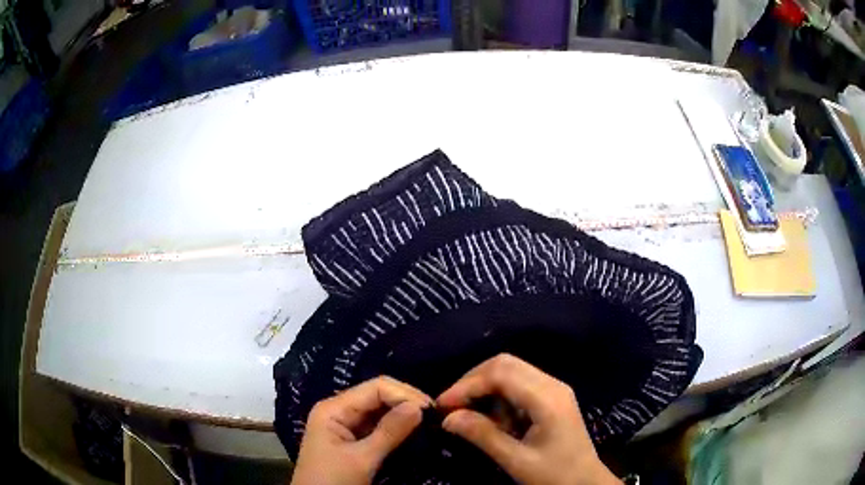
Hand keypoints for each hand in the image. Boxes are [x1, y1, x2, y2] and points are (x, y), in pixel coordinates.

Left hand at [291, 376, 431, 484]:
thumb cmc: (332, 480)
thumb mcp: (361, 459)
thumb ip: (389, 432)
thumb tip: (420, 407)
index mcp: (334, 408)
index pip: (375, 388)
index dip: (405, 394)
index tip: (432, 410)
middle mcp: (339, 410)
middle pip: (378, 396)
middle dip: (406, 402)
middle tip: (436, 417)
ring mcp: (346, 425)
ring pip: (380, 411)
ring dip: (404, 415)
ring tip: (430, 423)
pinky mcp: (353, 440)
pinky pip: (378, 426)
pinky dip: (396, 427)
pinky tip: (414, 431)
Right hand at [437, 354, 620, 484]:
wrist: (586, 482)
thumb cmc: (555, 474)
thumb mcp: (516, 461)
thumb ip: (483, 436)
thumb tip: (447, 418)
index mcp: (547, 399)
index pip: (500, 374)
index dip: (467, 385)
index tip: (442, 405)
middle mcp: (552, 384)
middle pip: (505, 364)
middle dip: (473, 381)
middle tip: (451, 406)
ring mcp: (554, 389)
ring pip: (510, 371)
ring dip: (484, 388)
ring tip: (469, 415)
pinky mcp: (551, 397)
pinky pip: (518, 384)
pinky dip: (498, 396)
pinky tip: (492, 418)